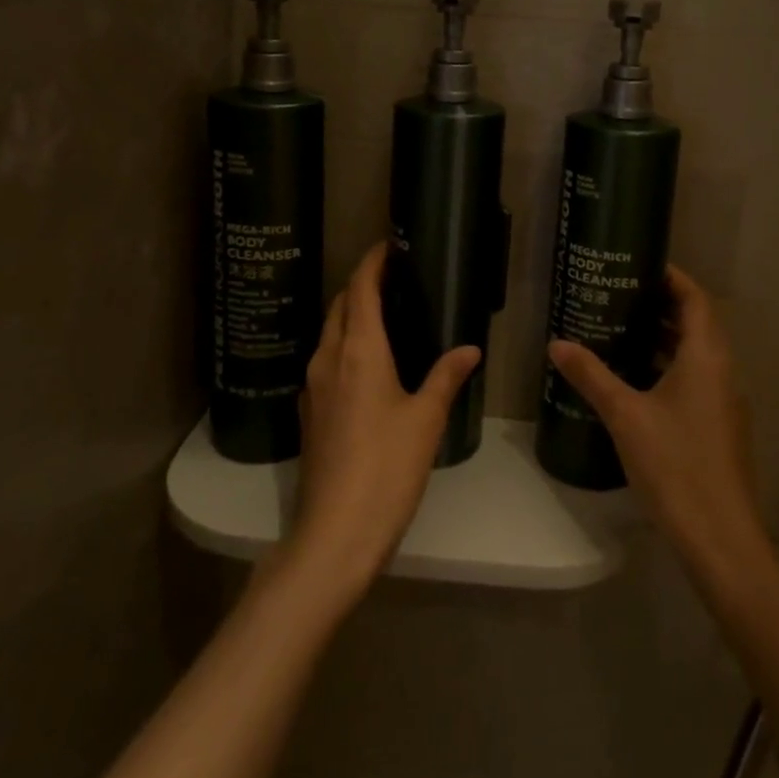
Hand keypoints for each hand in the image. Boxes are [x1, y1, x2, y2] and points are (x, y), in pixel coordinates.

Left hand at [290, 242, 479, 596]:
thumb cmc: (387, 467)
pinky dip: (344, 345)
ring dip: (351, 314)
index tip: (389, 245)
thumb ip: (446, 376)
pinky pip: (325, 360)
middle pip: (339, 306)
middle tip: (393, 278)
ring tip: (384, 314)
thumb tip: (469, 348)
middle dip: (361, 285)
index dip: (372, 262)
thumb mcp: (426, 419)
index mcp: (358, 350)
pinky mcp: (310, 412)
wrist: (336, 532)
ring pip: (329, 333)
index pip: (360, 289)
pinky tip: (367, 364)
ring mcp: (313, 386)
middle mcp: (328, 358)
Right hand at [548, 266, 769, 577]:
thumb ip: (591, 375)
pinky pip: (694, 379)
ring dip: (663, 337)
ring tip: (619, 329)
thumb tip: (557, 342)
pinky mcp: (718, 427)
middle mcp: (722, 371)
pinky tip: (634, 380)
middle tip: (618, 294)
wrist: (720, 539)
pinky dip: (667, 367)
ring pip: (695, 354)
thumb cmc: (675, 466)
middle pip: (696, 323)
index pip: (695, 298)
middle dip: (660, 305)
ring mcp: (724, 402)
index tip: (638, 263)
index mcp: (707, 357)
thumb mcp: (625, 416)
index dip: (672, 276)